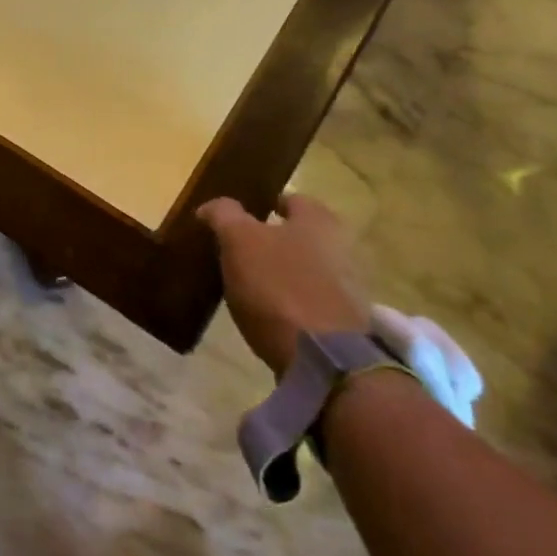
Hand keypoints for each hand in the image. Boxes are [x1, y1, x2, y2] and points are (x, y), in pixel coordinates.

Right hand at [198, 194, 371, 375]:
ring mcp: (346, 286)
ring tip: (247, 284)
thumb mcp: (238, 240)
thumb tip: (210, 207)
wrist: (322, 356)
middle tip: (238, 250)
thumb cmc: (278, 285)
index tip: (239, 217)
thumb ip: (224, 215)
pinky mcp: (342, 321)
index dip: (264, 204)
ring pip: (306, 268)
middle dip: (274, 239)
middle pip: (301, 234)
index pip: (291, 199)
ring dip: (282, 272)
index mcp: (318, 220)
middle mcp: (341, 246)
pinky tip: (267, 312)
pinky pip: (309, 300)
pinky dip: (290, 301)